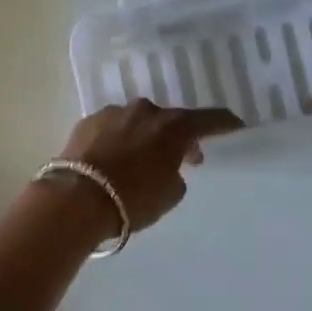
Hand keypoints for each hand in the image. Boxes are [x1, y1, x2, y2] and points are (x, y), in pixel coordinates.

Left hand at [52, 100, 243, 235]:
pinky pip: (112, 129)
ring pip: (138, 122)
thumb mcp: (170, 195)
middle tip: (181, 158)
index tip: (235, 126)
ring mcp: (114, 113)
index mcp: (174, 126)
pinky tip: (112, 160)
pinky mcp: (87, 121)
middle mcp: (146, 111)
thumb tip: (169, 167)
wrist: (76, 199)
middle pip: (170, 120)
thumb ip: (177, 174)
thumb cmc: (133, 199)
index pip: (210, 120)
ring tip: (140, 160)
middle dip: (177, 137)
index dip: (225, 124)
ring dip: (144, 137)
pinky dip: (118, 140)